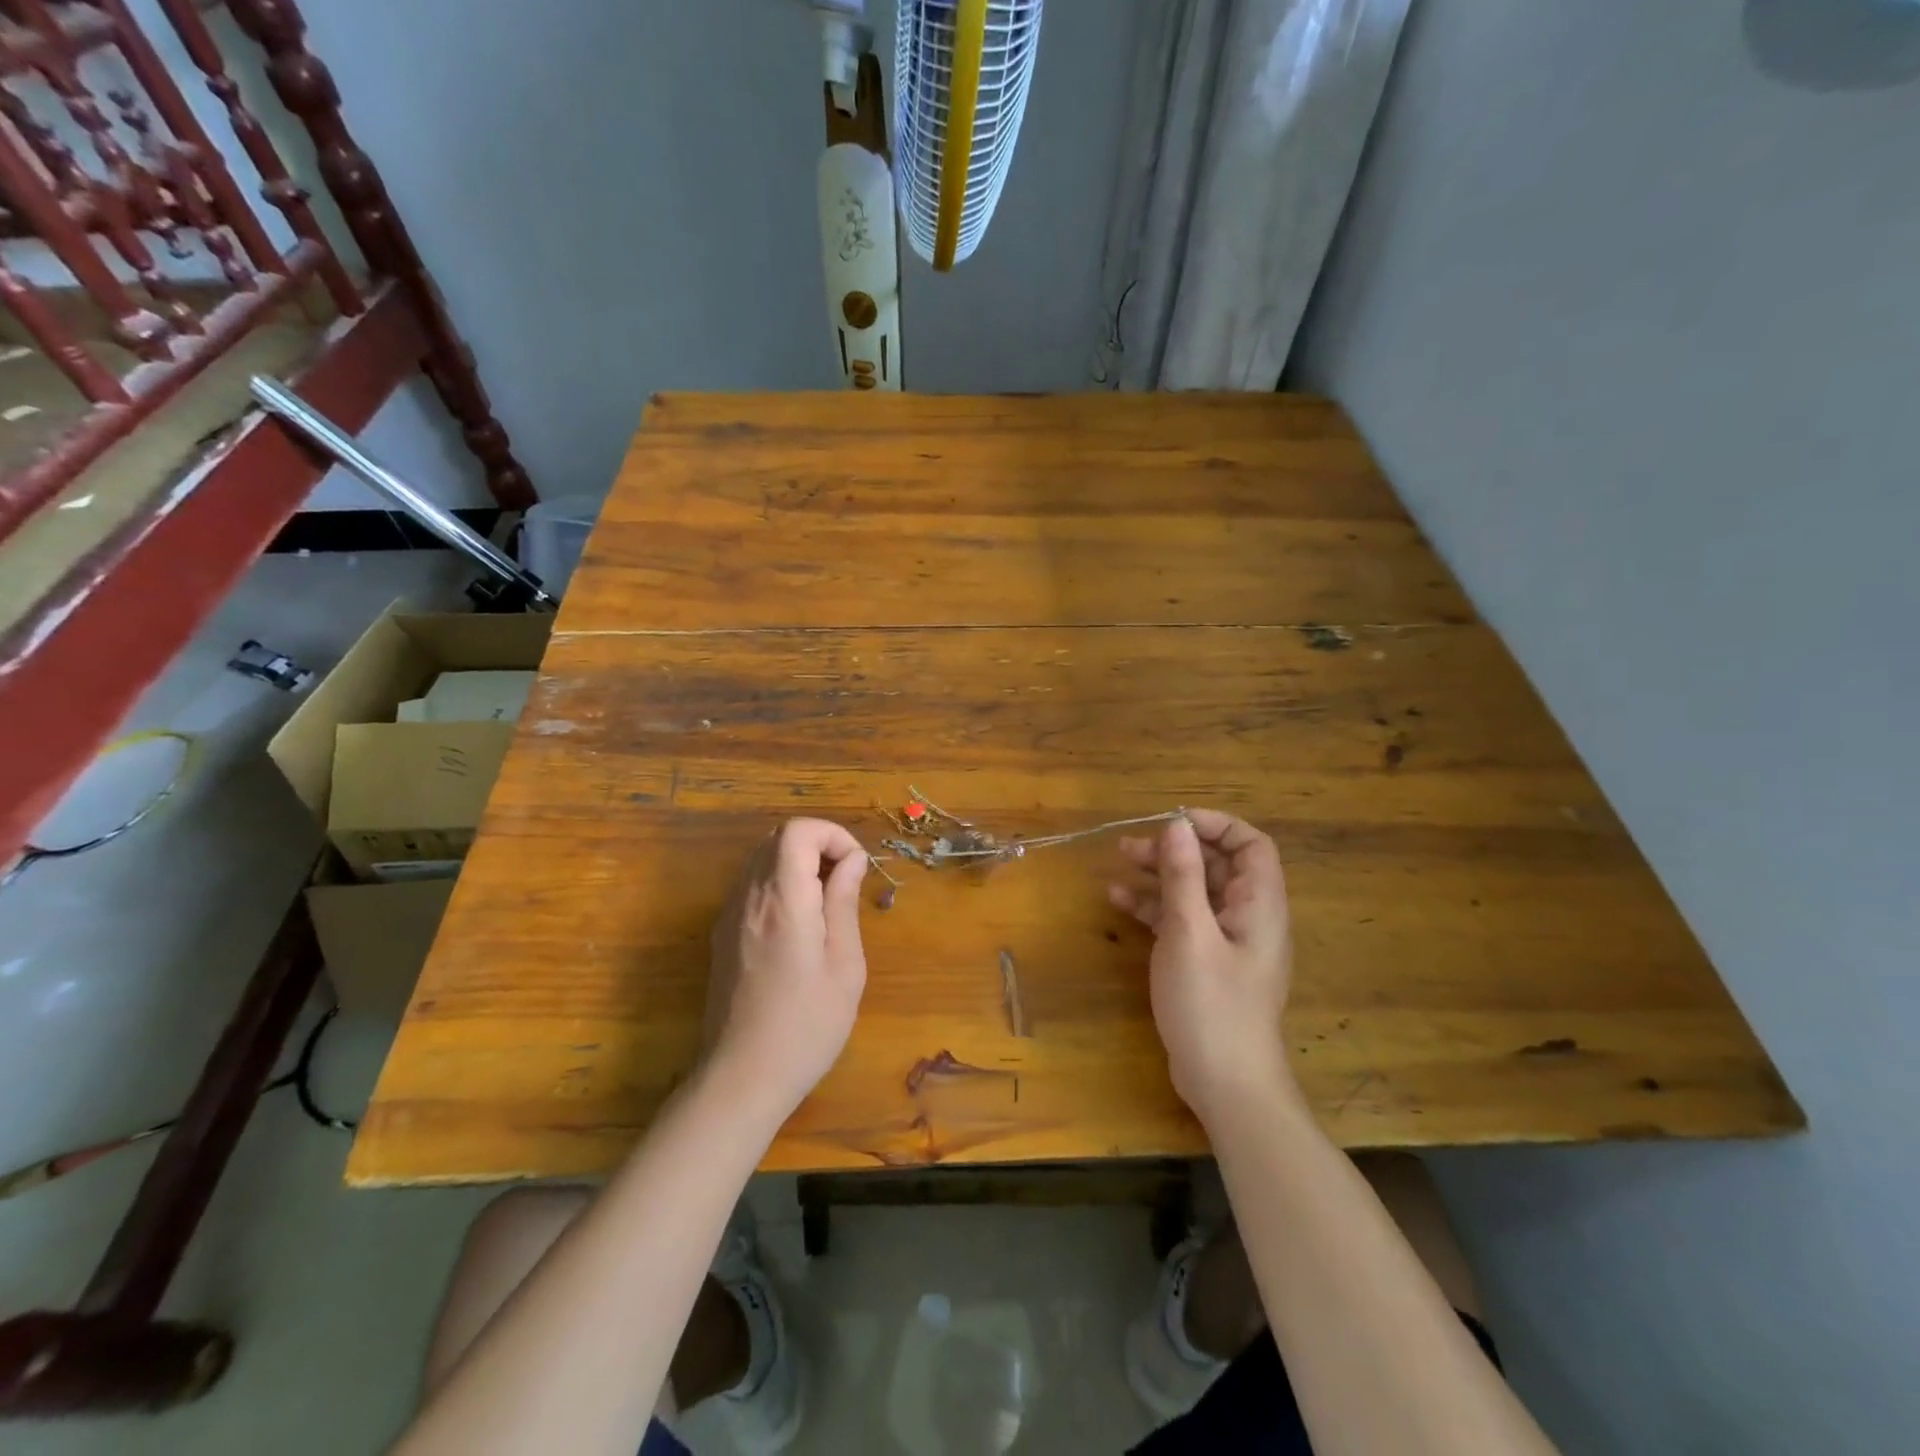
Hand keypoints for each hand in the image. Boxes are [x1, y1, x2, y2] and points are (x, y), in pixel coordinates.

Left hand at [704, 818, 869, 1122]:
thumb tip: (851, 861)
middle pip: (777, 838)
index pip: (797, 831)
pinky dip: (780, 882)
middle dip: (818, 845)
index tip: (856, 868)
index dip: (832, 835)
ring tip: (826, 902)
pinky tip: (800, 923)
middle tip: (846, 882)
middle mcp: (749, 898)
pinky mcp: (722, 934)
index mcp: (783, 901)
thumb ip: (844, 903)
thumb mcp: (844, 966)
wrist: (741, 1079)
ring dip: (798, 862)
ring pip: (762, 858)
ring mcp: (729, 915)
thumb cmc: (806, 1027)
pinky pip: (751, 885)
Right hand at [1108, 809, 1293, 1122]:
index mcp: (1258, 904)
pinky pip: (1183, 921)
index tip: (1171, 822)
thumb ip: (1183, 876)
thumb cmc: (1211, 1004)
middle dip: (1175, 850)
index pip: (1250, 844)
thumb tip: (1177, 825)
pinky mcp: (1207, 963)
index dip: (1215, 825)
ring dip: (1160, 875)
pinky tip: (1120, 903)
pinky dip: (1155, 908)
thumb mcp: (1189, 933)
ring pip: (1195, 892)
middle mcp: (1248, 916)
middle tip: (1130, 846)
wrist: (1227, 1085)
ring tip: (1117, 865)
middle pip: (1216, 866)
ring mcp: (1227, 942)